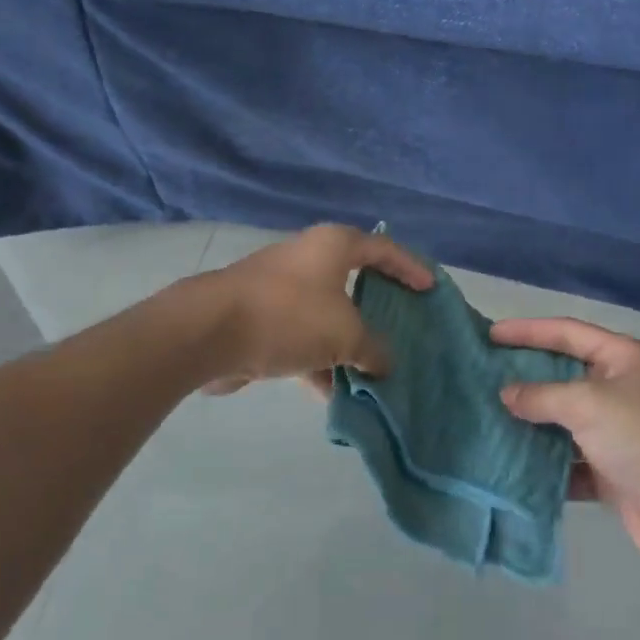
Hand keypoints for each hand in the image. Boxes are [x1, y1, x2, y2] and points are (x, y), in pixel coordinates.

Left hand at [196, 224, 432, 394]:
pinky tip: (335, 394)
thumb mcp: (345, 334)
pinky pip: (303, 338)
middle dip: (379, 308)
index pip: (384, 249)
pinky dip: (320, 362)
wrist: (209, 331)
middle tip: (405, 326)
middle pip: (356, 280)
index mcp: (334, 245)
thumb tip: (385, 364)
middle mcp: (310, 259)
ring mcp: (283, 288)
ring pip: (328, 314)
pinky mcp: (262, 318)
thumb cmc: (289, 316)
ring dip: (349, 343)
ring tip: (375, 372)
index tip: (430, 289)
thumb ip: (373, 349)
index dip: (410, 267)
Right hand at [495, 318, 639, 569]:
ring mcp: (621, 432)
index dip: (529, 331)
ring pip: (568, 421)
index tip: (492, 334)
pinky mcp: (616, 473)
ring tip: (494, 419)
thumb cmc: (639, 433)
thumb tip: (507, 395)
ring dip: (536, 424)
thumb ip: (541, 395)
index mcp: (624, 357)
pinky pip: (574, 462)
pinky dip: (549, 465)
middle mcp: (624, 389)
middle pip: (567, 375)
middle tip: (488, 376)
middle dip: (530, 378)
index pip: (568, 332)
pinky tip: (517, 465)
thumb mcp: (585, 403)